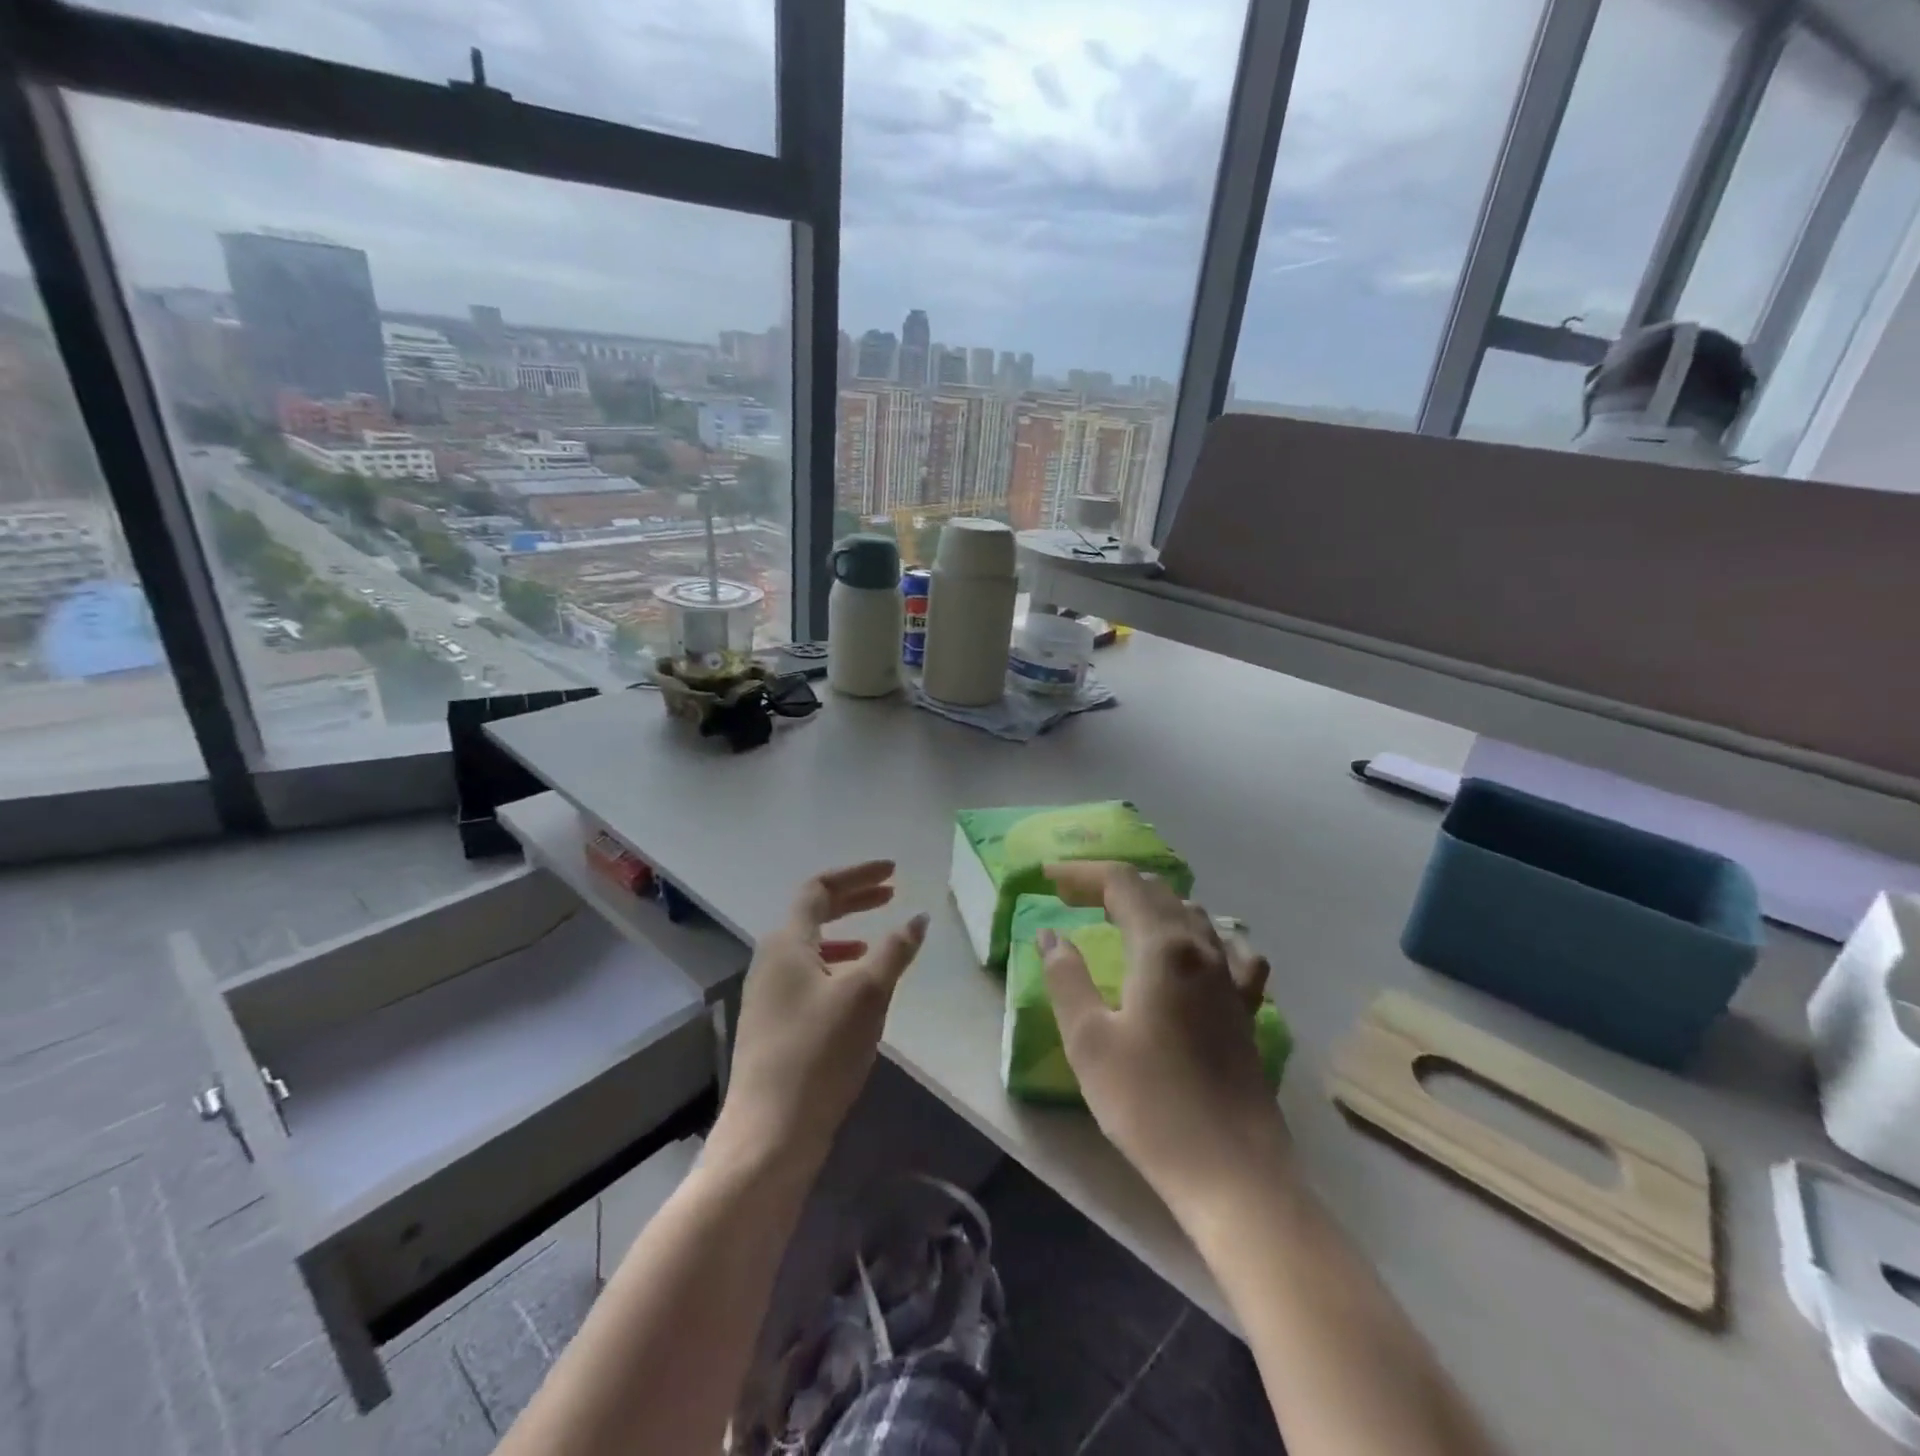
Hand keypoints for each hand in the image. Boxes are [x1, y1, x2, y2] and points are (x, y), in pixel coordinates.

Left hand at [714, 861, 928, 1173]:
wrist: (770, 1133)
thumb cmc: (819, 1051)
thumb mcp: (867, 994)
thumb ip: (894, 951)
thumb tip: (917, 918)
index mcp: (787, 942)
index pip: (819, 889)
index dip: (858, 875)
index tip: (894, 873)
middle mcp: (770, 960)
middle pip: (813, 914)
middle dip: (854, 900)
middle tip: (891, 895)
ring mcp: (767, 994)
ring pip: (810, 948)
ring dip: (845, 935)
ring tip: (876, 943)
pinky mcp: (772, 1025)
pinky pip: (807, 977)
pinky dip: (836, 969)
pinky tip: (855, 993)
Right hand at [1040, 861, 1291, 1217]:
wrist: (1232, 1173)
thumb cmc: (1149, 1104)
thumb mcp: (1089, 1040)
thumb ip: (1066, 978)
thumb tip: (1051, 935)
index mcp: (1162, 947)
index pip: (1122, 883)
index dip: (1082, 873)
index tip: (1047, 877)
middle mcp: (1202, 949)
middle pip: (1157, 892)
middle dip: (1111, 885)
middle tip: (1072, 897)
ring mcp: (1231, 978)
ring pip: (1192, 915)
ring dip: (1151, 905)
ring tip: (1119, 918)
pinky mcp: (1246, 1008)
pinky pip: (1228, 950)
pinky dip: (1200, 936)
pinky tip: (1193, 952)